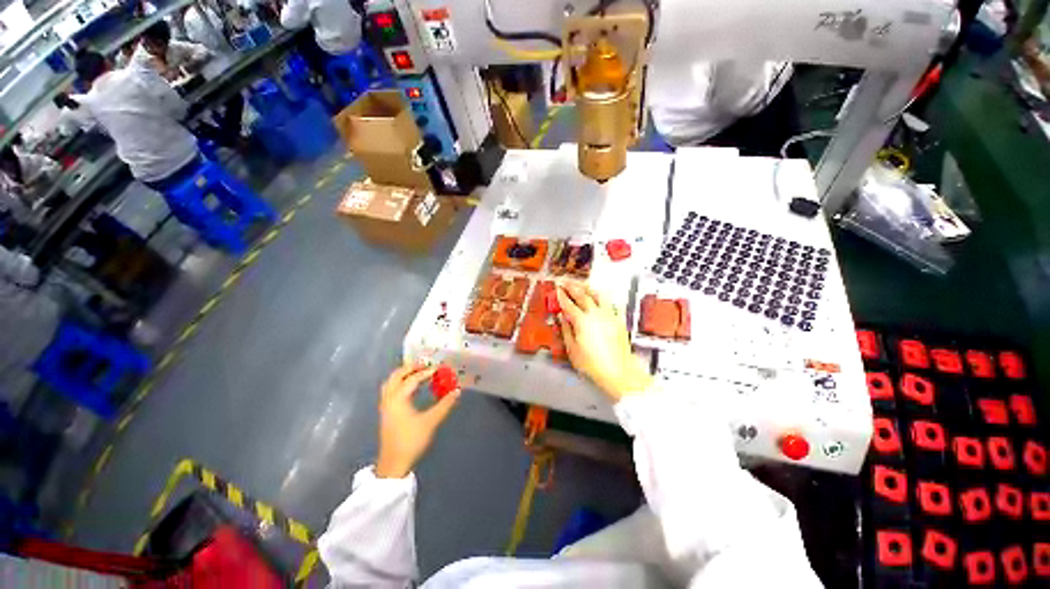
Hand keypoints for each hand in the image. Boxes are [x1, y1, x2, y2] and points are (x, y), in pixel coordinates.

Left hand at [375, 362, 460, 478]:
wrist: (393, 463)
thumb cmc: (411, 440)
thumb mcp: (431, 421)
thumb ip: (445, 405)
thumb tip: (457, 391)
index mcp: (398, 399)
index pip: (413, 379)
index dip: (426, 372)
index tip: (438, 368)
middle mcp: (389, 399)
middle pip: (396, 376)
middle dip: (410, 368)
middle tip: (424, 364)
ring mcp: (385, 406)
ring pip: (390, 383)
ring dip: (402, 374)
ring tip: (416, 372)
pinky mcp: (386, 413)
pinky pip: (390, 390)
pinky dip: (399, 383)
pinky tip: (409, 387)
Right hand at [557, 283, 652, 400]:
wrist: (619, 371)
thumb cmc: (593, 364)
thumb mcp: (573, 349)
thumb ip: (566, 330)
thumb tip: (562, 318)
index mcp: (582, 321)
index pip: (569, 304)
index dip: (562, 296)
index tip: (557, 289)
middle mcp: (596, 314)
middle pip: (583, 295)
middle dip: (573, 287)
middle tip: (566, 282)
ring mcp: (609, 315)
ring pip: (598, 295)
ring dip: (588, 288)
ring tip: (582, 285)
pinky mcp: (618, 320)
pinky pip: (610, 303)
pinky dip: (603, 297)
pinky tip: (600, 297)